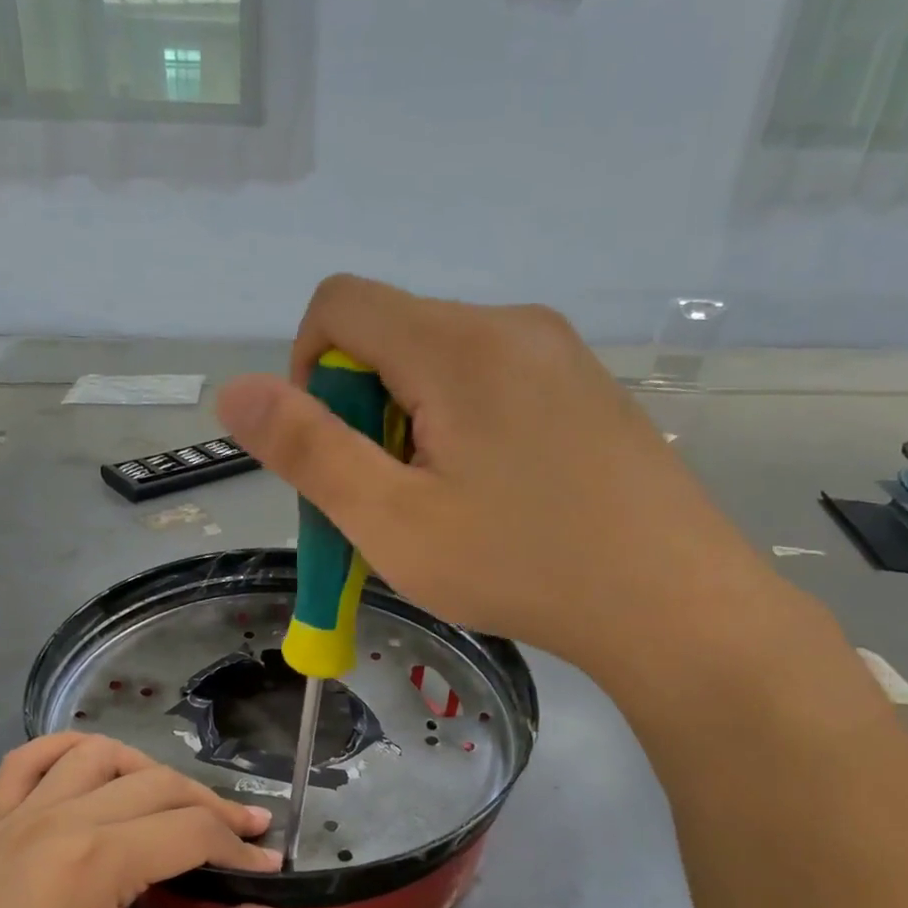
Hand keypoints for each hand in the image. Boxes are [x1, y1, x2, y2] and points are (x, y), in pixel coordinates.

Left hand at [0, 734, 296, 907]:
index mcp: (97, 860)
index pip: (193, 829)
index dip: (240, 848)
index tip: (270, 869)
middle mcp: (60, 818)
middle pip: (159, 785)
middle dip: (213, 807)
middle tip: (246, 837)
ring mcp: (20, 814)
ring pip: (102, 755)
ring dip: (150, 772)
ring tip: (177, 806)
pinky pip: (28, 760)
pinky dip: (69, 751)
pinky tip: (96, 769)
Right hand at [216, 275, 772, 669]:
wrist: (674, 604)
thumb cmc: (521, 566)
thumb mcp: (392, 521)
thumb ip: (308, 451)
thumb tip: (232, 390)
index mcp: (457, 344)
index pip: (338, 304)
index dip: (307, 373)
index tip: (335, 453)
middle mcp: (510, 325)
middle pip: (391, 336)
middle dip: (363, 412)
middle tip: (391, 500)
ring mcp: (558, 353)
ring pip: (441, 364)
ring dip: (412, 426)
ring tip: (445, 508)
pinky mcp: (586, 387)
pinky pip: (493, 384)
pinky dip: (463, 429)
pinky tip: (497, 498)